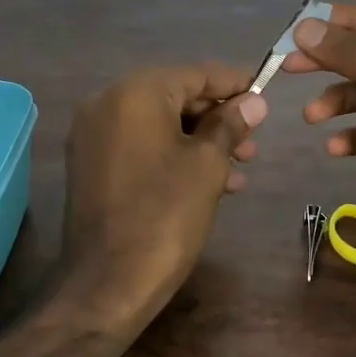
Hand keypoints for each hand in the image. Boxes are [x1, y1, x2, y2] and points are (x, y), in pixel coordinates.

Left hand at [61, 63, 267, 321]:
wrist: (107, 284)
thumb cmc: (165, 215)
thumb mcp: (207, 166)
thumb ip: (230, 124)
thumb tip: (254, 100)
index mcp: (134, 92)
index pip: (195, 73)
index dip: (234, 83)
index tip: (266, 91)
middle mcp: (106, 101)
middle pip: (175, 95)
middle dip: (217, 117)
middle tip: (254, 141)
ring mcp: (93, 133)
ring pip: (159, 122)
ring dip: (200, 139)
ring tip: (239, 167)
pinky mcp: (89, 162)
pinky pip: (139, 143)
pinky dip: (172, 153)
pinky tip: (208, 181)